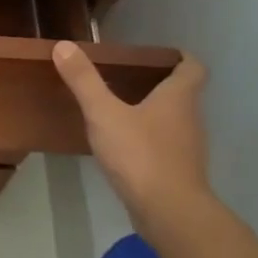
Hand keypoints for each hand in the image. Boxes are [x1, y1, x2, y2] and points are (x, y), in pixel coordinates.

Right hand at [53, 43, 212, 231]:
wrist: (169, 211)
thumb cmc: (140, 154)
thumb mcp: (104, 114)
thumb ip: (84, 81)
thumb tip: (64, 45)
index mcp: (179, 98)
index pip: (193, 68)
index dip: (182, 58)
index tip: (164, 55)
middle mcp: (190, 119)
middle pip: (184, 95)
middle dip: (162, 85)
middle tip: (131, 78)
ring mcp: (187, 148)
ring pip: (175, 122)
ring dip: (155, 113)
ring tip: (123, 110)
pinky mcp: (178, 172)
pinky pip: (166, 147)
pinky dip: (150, 140)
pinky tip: (125, 146)